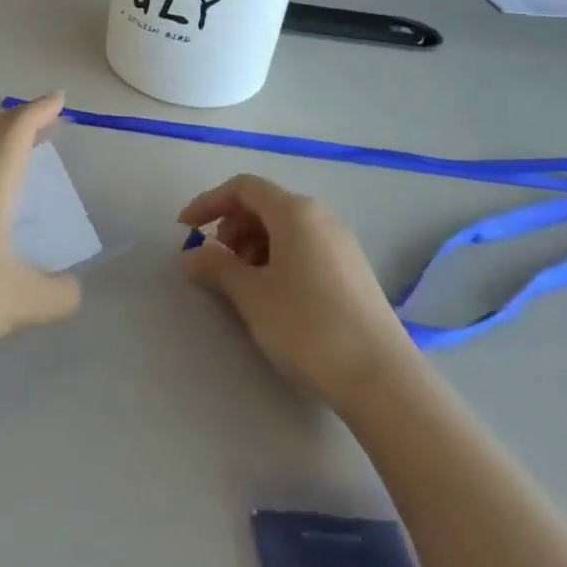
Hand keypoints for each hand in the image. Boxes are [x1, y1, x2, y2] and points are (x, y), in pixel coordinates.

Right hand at [180, 175, 415, 410]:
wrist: (381, 379)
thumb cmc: (307, 327)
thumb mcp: (252, 296)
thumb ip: (216, 268)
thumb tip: (192, 255)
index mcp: (295, 212)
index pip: (243, 188)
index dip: (209, 202)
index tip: (185, 229)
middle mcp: (320, 217)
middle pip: (265, 204)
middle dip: (232, 226)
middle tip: (217, 263)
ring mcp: (340, 244)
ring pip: (285, 228)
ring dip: (253, 246)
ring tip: (243, 284)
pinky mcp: (352, 272)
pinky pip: (304, 248)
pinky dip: (278, 259)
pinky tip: (273, 296)